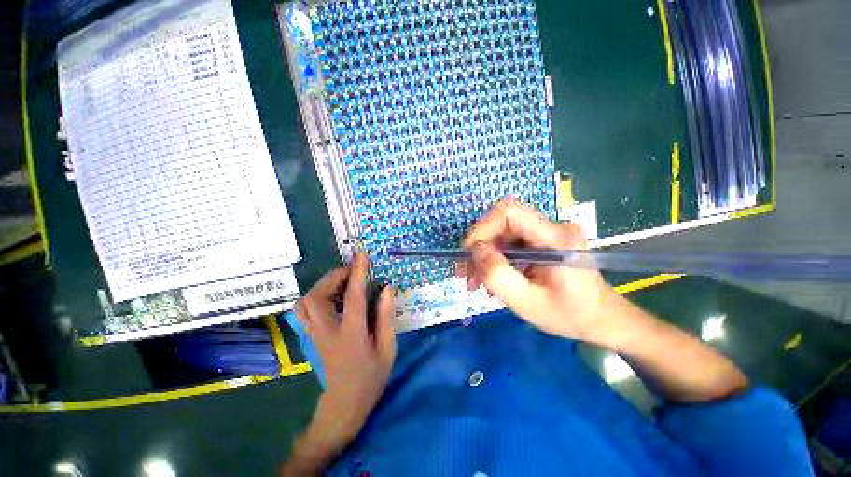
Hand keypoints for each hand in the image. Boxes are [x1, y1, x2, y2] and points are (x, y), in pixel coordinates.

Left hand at [294, 252, 396, 445]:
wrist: (344, 405)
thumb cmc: (371, 377)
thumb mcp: (387, 349)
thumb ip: (386, 317)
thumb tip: (387, 289)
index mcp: (351, 335)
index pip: (353, 297)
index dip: (357, 273)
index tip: (361, 255)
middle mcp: (327, 332)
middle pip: (317, 297)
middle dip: (334, 277)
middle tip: (352, 271)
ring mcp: (314, 335)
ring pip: (304, 302)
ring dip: (323, 285)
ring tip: (342, 282)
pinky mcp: (310, 337)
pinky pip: (303, 311)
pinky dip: (314, 296)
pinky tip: (331, 297)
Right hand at [460, 197, 615, 340]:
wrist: (602, 319)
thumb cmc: (570, 315)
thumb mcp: (529, 303)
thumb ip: (499, 276)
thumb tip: (475, 251)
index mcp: (555, 238)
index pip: (509, 211)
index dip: (482, 228)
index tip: (468, 254)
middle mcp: (552, 227)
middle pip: (502, 223)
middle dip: (478, 247)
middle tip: (465, 274)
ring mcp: (547, 232)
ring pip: (503, 233)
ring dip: (484, 255)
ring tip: (475, 281)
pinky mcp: (543, 240)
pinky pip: (510, 242)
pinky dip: (495, 258)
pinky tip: (492, 278)